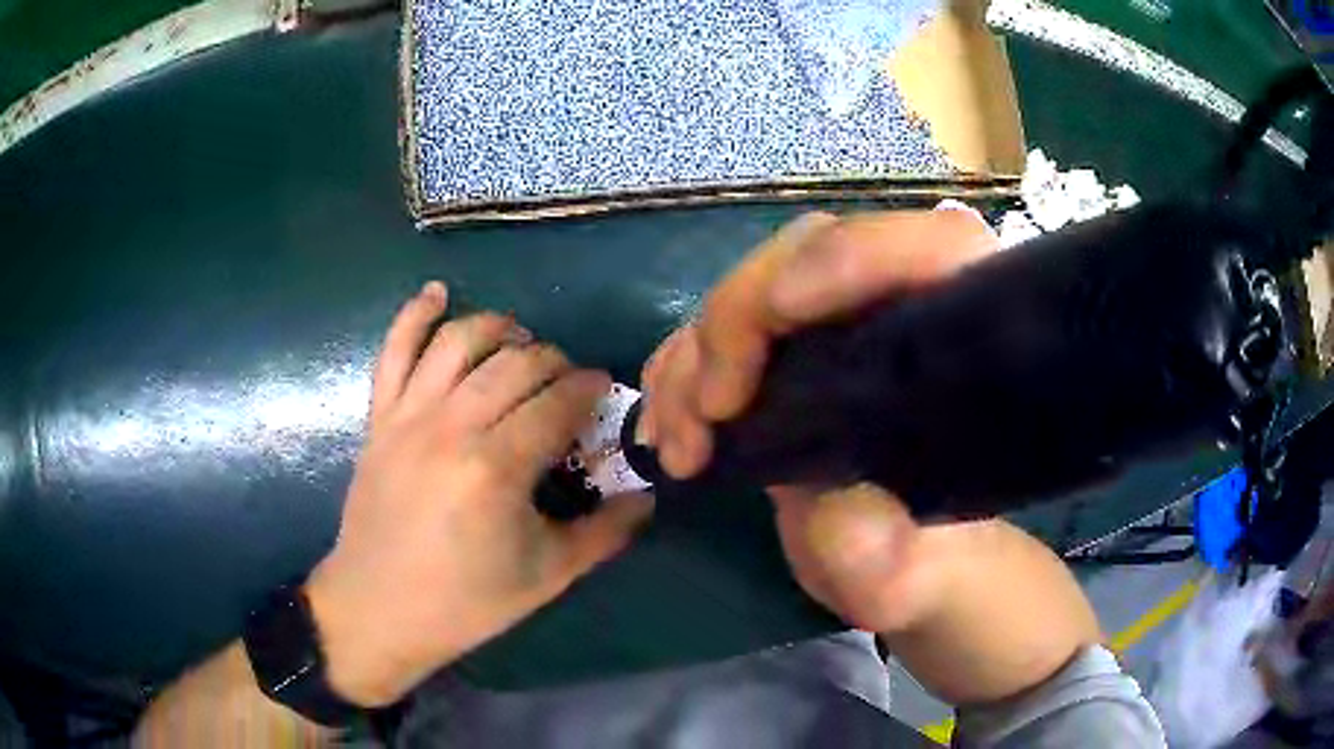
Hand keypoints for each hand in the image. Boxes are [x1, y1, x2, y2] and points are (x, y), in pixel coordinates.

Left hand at [305, 282, 652, 706]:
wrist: (379, 608)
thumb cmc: (465, 601)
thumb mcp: (547, 576)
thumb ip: (605, 532)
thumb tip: (648, 497)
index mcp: (497, 468)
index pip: (557, 404)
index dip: (588, 389)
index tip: (603, 390)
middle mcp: (452, 427)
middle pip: (515, 365)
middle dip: (553, 360)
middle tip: (567, 378)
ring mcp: (408, 416)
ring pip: (459, 341)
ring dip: (497, 327)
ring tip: (520, 337)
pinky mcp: (379, 418)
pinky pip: (394, 351)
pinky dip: (413, 315)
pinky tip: (436, 293)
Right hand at [640, 208, 998, 631]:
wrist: (896, 565)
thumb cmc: (925, 564)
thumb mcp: (916, 580)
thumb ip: (891, 559)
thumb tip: (842, 512)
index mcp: (967, 342)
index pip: (936, 246)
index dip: (859, 253)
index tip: (783, 309)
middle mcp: (901, 311)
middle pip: (813, 253)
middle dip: (742, 318)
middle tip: (710, 410)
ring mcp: (837, 326)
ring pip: (754, 288)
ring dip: (696, 355)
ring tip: (681, 446)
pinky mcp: (789, 354)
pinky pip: (720, 331)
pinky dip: (680, 371)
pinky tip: (671, 432)